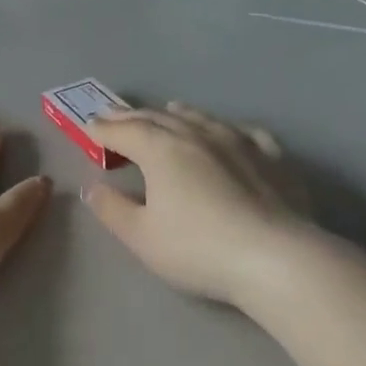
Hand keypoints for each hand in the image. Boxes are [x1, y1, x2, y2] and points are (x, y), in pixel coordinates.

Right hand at [83, 102, 309, 306]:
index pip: (124, 132)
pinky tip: (228, 131)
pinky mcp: (271, 157)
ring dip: (178, 113)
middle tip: (116, 115)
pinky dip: (226, 127)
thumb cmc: (198, 249)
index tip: (89, 126)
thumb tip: (92, 188)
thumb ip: (112, 210)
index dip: (103, 129)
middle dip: (133, 116)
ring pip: (201, 118)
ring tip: (168, 108)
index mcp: (161, 150)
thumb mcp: (142, 237)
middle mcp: (197, 135)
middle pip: (158, 119)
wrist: (275, 257)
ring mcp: (238, 142)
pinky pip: (244, 131)